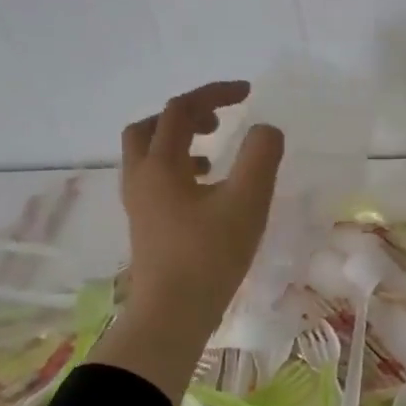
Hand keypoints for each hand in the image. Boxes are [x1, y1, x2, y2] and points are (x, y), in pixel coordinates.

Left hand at [89, 82, 283, 401]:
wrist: (173, 313)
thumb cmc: (210, 255)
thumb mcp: (247, 201)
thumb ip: (260, 156)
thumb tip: (266, 130)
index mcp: (161, 164)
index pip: (182, 110)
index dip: (214, 93)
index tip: (247, 92)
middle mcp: (141, 177)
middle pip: (151, 127)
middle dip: (185, 115)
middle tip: (218, 121)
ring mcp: (139, 203)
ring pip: (148, 155)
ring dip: (179, 142)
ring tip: (213, 153)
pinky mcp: (146, 224)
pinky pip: (155, 179)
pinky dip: (178, 169)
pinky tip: (206, 191)